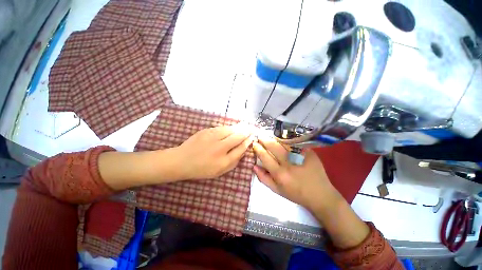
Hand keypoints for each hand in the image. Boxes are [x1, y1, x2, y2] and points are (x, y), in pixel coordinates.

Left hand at [174, 124, 255, 179]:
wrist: (182, 161)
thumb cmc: (202, 169)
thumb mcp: (219, 171)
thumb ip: (233, 162)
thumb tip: (243, 150)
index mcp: (223, 161)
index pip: (241, 149)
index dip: (248, 142)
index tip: (252, 138)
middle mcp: (219, 148)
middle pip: (237, 137)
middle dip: (246, 132)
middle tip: (252, 128)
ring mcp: (212, 138)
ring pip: (230, 130)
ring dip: (238, 128)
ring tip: (244, 126)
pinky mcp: (206, 131)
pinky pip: (221, 128)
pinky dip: (228, 128)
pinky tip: (231, 128)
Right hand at [252, 135, 337, 210]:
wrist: (320, 194)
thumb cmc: (296, 193)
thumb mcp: (277, 190)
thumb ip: (263, 178)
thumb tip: (253, 166)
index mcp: (279, 174)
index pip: (264, 156)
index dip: (258, 148)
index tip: (254, 143)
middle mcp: (288, 163)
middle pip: (273, 146)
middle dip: (264, 140)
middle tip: (260, 137)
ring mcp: (300, 156)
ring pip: (283, 142)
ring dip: (274, 138)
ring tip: (270, 137)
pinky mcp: (309, 152)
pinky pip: (294, 143)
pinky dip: (286, 140)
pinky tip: (283, 140)